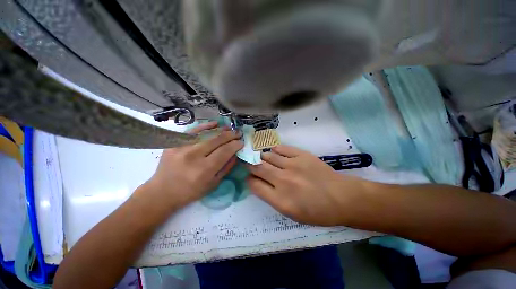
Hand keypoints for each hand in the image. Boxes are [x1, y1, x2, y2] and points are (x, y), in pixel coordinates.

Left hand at [137, 122, 243, 210]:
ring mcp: (182, 147)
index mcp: (204, 169)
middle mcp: (193, 156)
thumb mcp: (213, 184)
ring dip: (221, 130)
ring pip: (206, 134)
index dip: (235, 145)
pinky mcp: (174, 143)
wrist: (162, 192)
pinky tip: (215, 124)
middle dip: (230, 135)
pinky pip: (193, 131)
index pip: (224, 151)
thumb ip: (226, 168)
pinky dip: (205, 126)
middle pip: (217, 140)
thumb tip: (235, 154)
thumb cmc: (191, 191)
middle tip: (238, 133)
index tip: (241, 142)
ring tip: (230, 128)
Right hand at [247, 145, 366, 225]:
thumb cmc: (317, 211)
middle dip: (250, 164)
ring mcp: (292, 165)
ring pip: (268, 156)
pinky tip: (274, 152)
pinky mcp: (301, 155)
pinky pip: (282, 149)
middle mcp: (283, 180)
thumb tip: (259, 183)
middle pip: (258, 167)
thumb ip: (272, 198)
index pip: (255, 185)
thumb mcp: (291, 214)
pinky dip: (275, 150)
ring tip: (262, 158)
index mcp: (280, 199)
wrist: (341, 198)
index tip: (250, 178)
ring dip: (262, 157)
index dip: (249, 180)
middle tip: (248, 162)